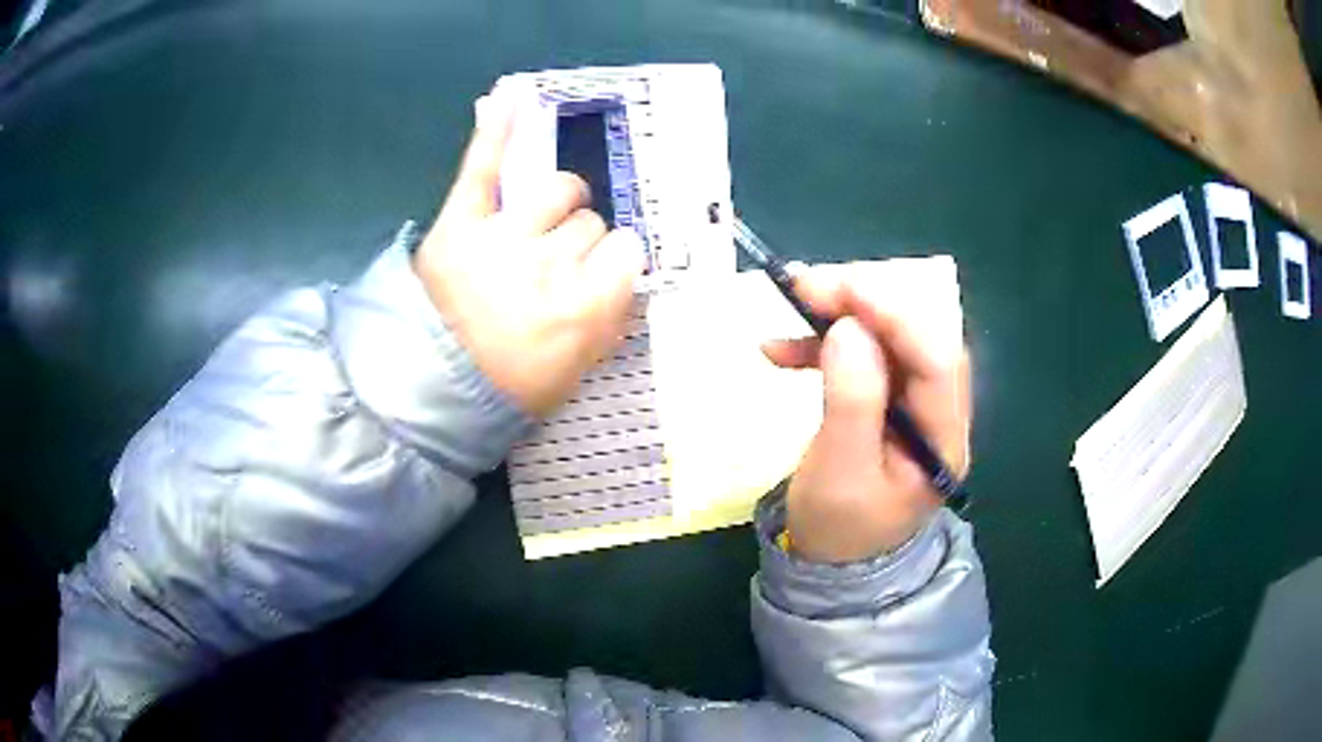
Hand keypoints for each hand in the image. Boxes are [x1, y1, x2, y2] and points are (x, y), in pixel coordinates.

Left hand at [414, 95, 645, 416]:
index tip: (597, 276)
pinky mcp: (459, 222)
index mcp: (583, 308)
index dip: (613, 262)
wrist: (428, 389)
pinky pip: (483, 166)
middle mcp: (548, 265)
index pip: (626, 251)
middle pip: (589, 222)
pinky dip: (496, 131)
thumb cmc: (507, 388)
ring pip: (558, 189)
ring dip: (558, 201)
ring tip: (540, 218)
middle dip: (578, 240)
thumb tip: (622, 273)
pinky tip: (512, 98)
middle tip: (552, 265)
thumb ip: (608, 319)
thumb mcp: (575, 370)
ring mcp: (502, 237)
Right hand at [762, 267, 970, 563]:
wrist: (832, 562)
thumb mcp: (838, 473)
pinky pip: (865, 358)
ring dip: (843, 318)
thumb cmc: (838, 528)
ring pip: (891, 339)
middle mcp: (940, 414)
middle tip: (810, 285)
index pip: (937, 359)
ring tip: (793, 305)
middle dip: (867, 303)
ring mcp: (916, 405)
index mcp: (942, 439)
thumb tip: (850, 329)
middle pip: (919, 337)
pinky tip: (783, 349)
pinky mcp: (889, 401)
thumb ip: (851, 401)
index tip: (842, 287)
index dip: (895, 315)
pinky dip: (826, 345)